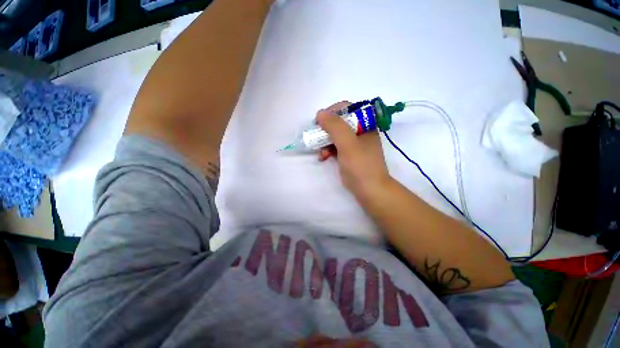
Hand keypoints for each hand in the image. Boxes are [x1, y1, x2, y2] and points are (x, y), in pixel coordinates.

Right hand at [317, 102, 391, 199]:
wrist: (370, 190)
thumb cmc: (361, 166)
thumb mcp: (348, 144)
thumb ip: (335, 127)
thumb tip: (320, 113)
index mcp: (366, 124)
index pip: (347, 108)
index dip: (332, 112)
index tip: (319, 122)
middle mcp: (361, 131)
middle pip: (340, 123)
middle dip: (326, 131)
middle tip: (316, 137)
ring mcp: (355, 144)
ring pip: (336, 136)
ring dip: (325, 142)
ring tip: (321, 153)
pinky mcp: (350, 155)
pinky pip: (336, 147)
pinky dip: (328, 150)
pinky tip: (323, 157)